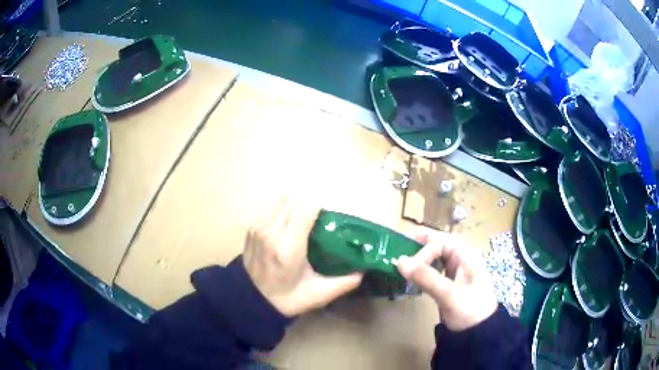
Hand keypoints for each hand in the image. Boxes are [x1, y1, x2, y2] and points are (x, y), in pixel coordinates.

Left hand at [243, 197, 362, 316]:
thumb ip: (343, 283)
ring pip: (282, 199)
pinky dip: (284, 209)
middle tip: (319, 218)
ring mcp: (259, 227)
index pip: (305, 209)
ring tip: (305, 219)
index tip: (328, 215)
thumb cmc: (287, 298)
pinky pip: (272, 207)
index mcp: (288, 248)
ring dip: (296, 204)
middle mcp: (271, 232)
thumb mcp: (318, 295)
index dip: (319, 206)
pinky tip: (289, 225)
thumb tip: (363, 270)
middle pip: (294, 199)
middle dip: (309, 203)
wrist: (251, 301)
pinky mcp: (252, 227)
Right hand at [397, 233, 496, 330]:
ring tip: (403, 263)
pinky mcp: (450, 286)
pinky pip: (434, 273)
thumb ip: (426, 277)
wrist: (479, 333)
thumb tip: (399, 261)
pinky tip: (413, 278)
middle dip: (420, 247)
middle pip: (439, 247)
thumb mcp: (448, 293)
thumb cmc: (469, 309)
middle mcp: (461, 261)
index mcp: (466, 256)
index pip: (441, 243)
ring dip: (420, 260)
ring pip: (436, 259)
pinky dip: (423, 273)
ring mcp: (456, 274)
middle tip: (399, 249)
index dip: (424, 251)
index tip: (409, 267)